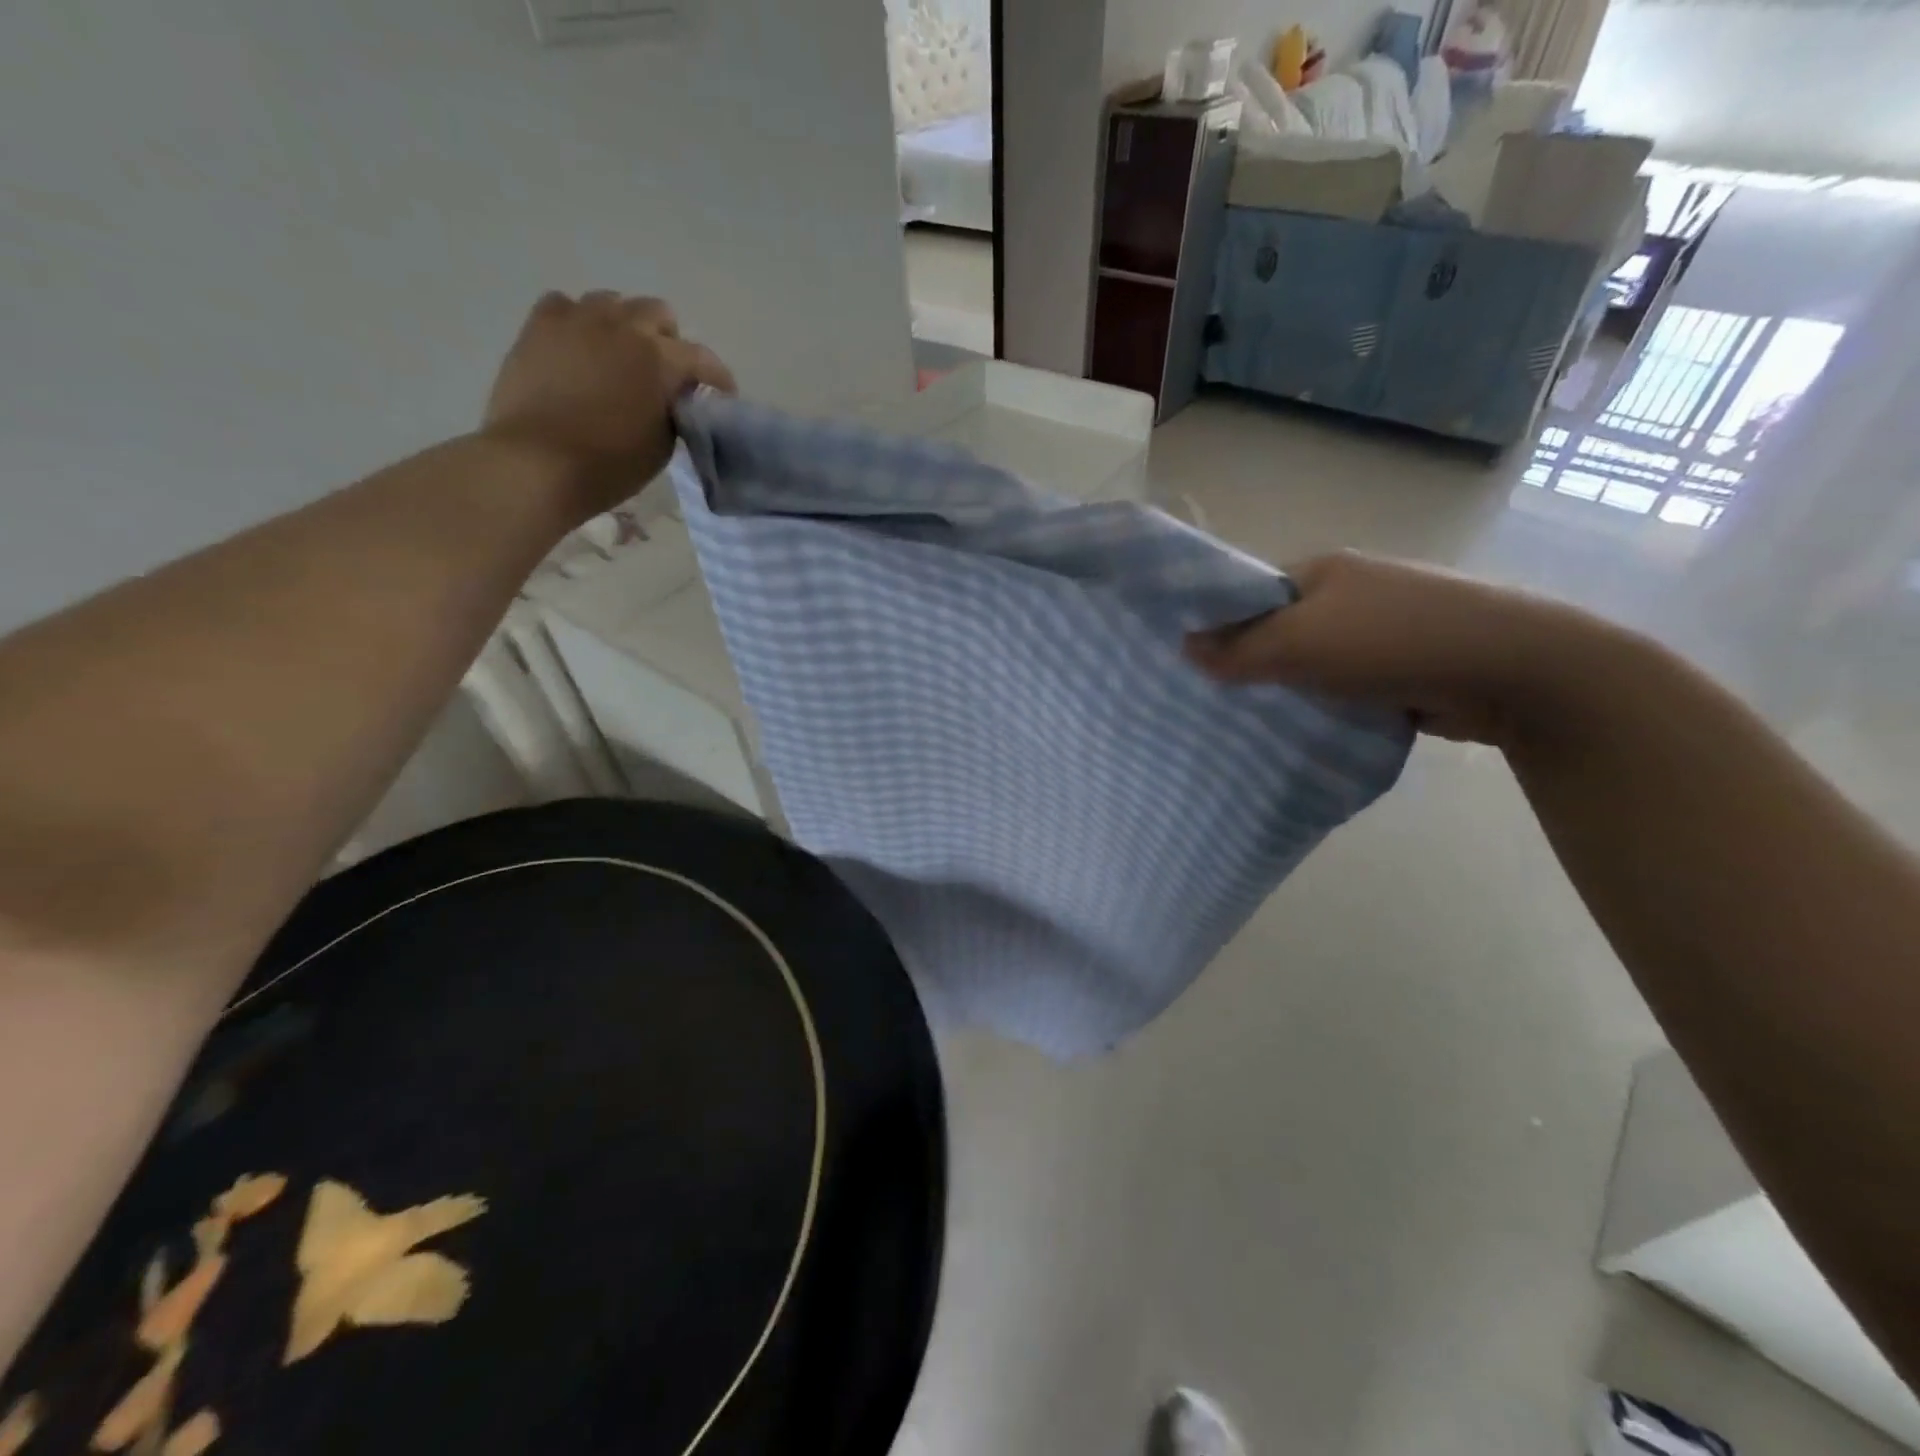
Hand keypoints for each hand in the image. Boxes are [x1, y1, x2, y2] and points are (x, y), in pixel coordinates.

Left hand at [481, 291, 735, 511]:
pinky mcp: (540, 325)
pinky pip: (566, 306)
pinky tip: (579, 347)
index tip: (720, 396)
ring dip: (624, 326)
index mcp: (661, 359)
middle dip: (668, 340)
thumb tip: (672, 398)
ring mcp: (578, 319)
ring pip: (612, 303)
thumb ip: (673, 412)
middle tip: (664, 372)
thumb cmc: (609, 464)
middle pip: (657, 313)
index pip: (703, 359)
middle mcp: (624, 326)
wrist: (538, 463)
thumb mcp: (661, 446)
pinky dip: (579, 322)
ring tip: (619, 356)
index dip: (717, 378)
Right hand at [1183, 552, 1604, 745]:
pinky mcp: (1399, 670)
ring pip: (1310, 664)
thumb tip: (1184, 647)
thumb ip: (1239, 648)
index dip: (1218, 625)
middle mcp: (1347, 594)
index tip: (1189, 664)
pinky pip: (1341, 688)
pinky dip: (1322, 707)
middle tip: (1213, 701)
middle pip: (1278, 630)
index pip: (1250, 595)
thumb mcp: (1301, 641)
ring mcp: (1377, 632)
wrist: (1512, 669)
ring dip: (1288, 690)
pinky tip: (1300, 730)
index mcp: (1321, 571)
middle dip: (1249, 664)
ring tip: (1248, 723)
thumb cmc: (1393, 640)